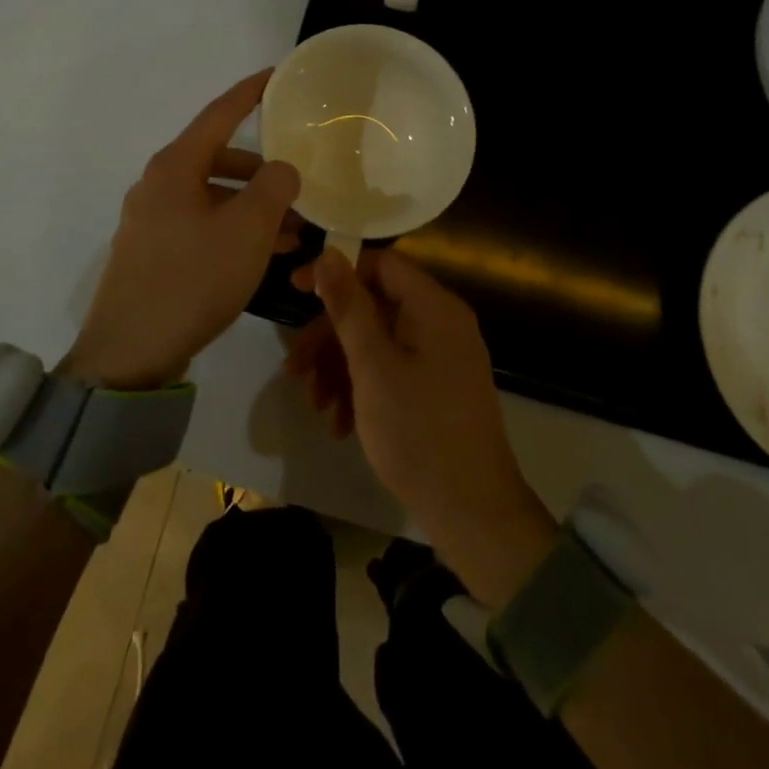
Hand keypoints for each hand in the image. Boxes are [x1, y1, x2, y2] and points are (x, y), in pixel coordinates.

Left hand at [63, 70, 300, 390]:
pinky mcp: (152, 252)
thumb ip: (274, 187)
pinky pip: (201, 225)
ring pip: (213, 197)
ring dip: (252, 208)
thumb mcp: (247, 229)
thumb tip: (282, 168)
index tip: (275, 76)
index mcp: (175, 167)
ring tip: (294, 235)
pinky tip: (262, 257)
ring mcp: (151, 220)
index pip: (219, 114)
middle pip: (219, 159)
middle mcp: (158, 184)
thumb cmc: (193, 279)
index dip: (249, 93)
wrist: (130, 353)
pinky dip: (233, 230)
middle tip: (298, 186)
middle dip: (262, 171)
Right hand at [292, 248, 556, 608]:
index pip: (381, 264)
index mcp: (434, 307)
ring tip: (315, 404)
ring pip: (379, 342)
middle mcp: (441, 323)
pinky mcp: (437, 389)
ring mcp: (442, 358)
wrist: (473, 514)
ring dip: (340, 367)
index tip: (296, 291)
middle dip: (330, 335)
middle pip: (375, 307)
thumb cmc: (418, 432)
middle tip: (295, 366)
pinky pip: (393, 370)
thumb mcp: (373, 367)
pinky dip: (362, 388)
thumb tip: (329, 254)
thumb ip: (349, 307)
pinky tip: (339, 422)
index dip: (336, 272)